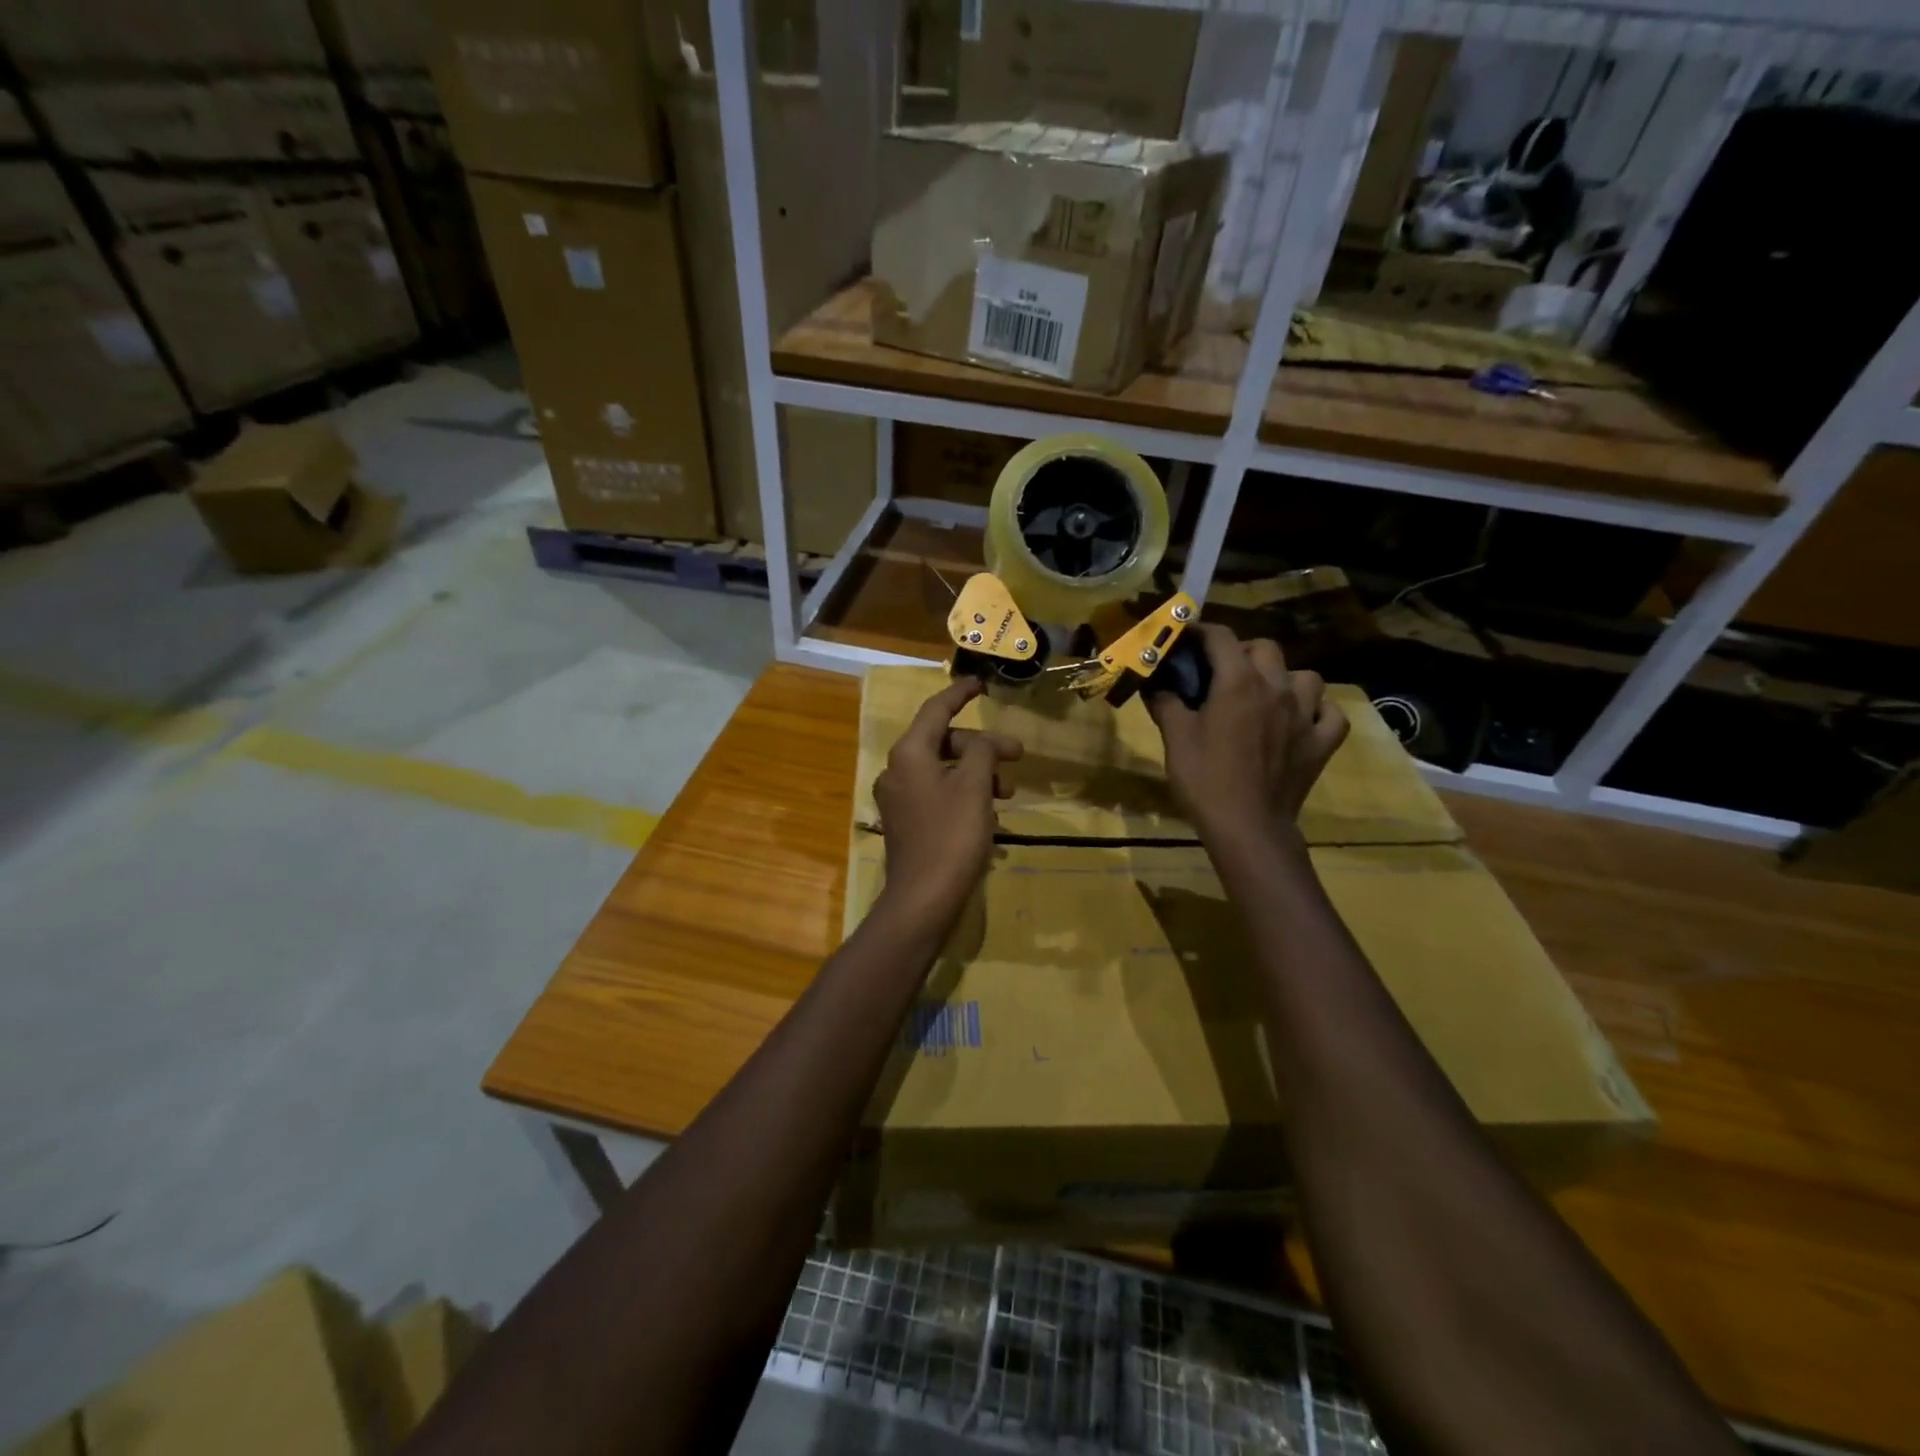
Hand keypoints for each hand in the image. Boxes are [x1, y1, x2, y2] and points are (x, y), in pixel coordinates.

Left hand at [872, 679, 1021, 928]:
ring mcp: (899, 799)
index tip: (980, 684)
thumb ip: (982, 752)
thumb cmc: (952, 836)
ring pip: (944, 770)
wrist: (923, 899)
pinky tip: (991, 816)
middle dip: (982, 746)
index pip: (935, 710)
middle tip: (1017, 755)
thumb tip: (983, 743)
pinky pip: (939, 795)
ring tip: (1008, 793)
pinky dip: (965, 795)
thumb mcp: (974, 787)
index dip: (959, 694)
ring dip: (978, 773)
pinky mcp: (907, 823)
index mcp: (909, 754)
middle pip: (943, 742)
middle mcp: (897, 771)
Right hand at [1146, 624, 1348, 848]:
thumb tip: (1155, 684)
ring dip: (1284, 678)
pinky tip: (1301, 720)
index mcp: (1238, 682)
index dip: (1201, 632)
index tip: (1186, 638)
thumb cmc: (1205, 780)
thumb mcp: (1175, 739)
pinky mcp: (1322, 742)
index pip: (1220, 638)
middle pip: (1265, 648)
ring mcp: (1305, 714)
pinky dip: (1317, 711)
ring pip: (1305, 676)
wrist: (1247, 827)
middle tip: (1221, 672)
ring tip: (1265, 695)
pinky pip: (1330, 713)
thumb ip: (1166, 703)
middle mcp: (1277, 688)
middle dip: (1242, 651)